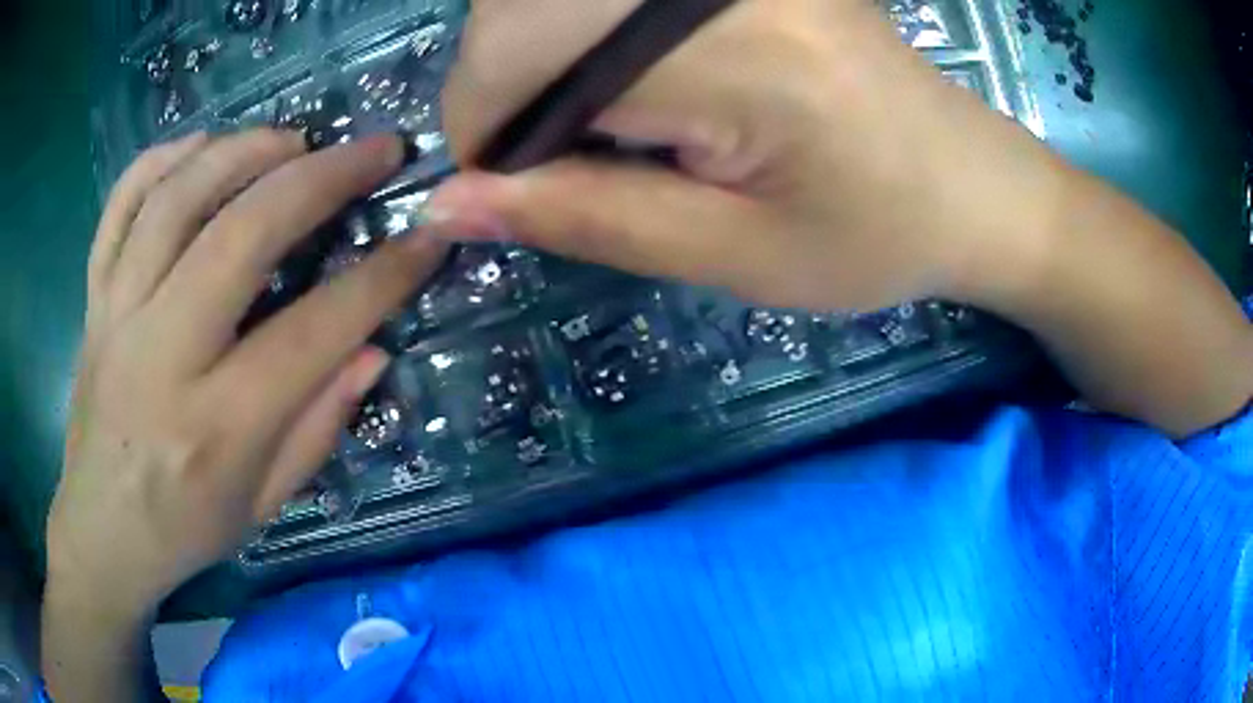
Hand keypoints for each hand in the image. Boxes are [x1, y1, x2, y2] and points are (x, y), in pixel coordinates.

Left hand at [48, 130, 446, 616]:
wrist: (102, 528)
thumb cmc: (185, 528)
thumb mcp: (263, 505)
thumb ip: (317, 427)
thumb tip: (372, 349)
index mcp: (215, 428)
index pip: (310, 334)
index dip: (381, 279)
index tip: (428, 236)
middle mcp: (161, 357)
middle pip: (239, 236)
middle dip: (320, 179)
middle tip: (375, 150)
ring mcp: (117, 315)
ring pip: (176, 199)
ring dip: (243, 152)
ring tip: (293, 140)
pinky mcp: (94, 296)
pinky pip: (120, 204)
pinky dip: (162, 159)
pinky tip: (202, 146)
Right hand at [433, 0, 1250, 435]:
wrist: (967, 183)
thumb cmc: (875, 237)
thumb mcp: (731, 255)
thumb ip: (584, 217)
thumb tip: (450, 202)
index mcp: (735, 45)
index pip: (518, 55)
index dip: (486, 129)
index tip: (518, 189)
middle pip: (520, 5)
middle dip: (506, 88)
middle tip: (571, 154)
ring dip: (543, 56)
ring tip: (613, 119)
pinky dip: (584, 31)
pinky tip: (638, 75)